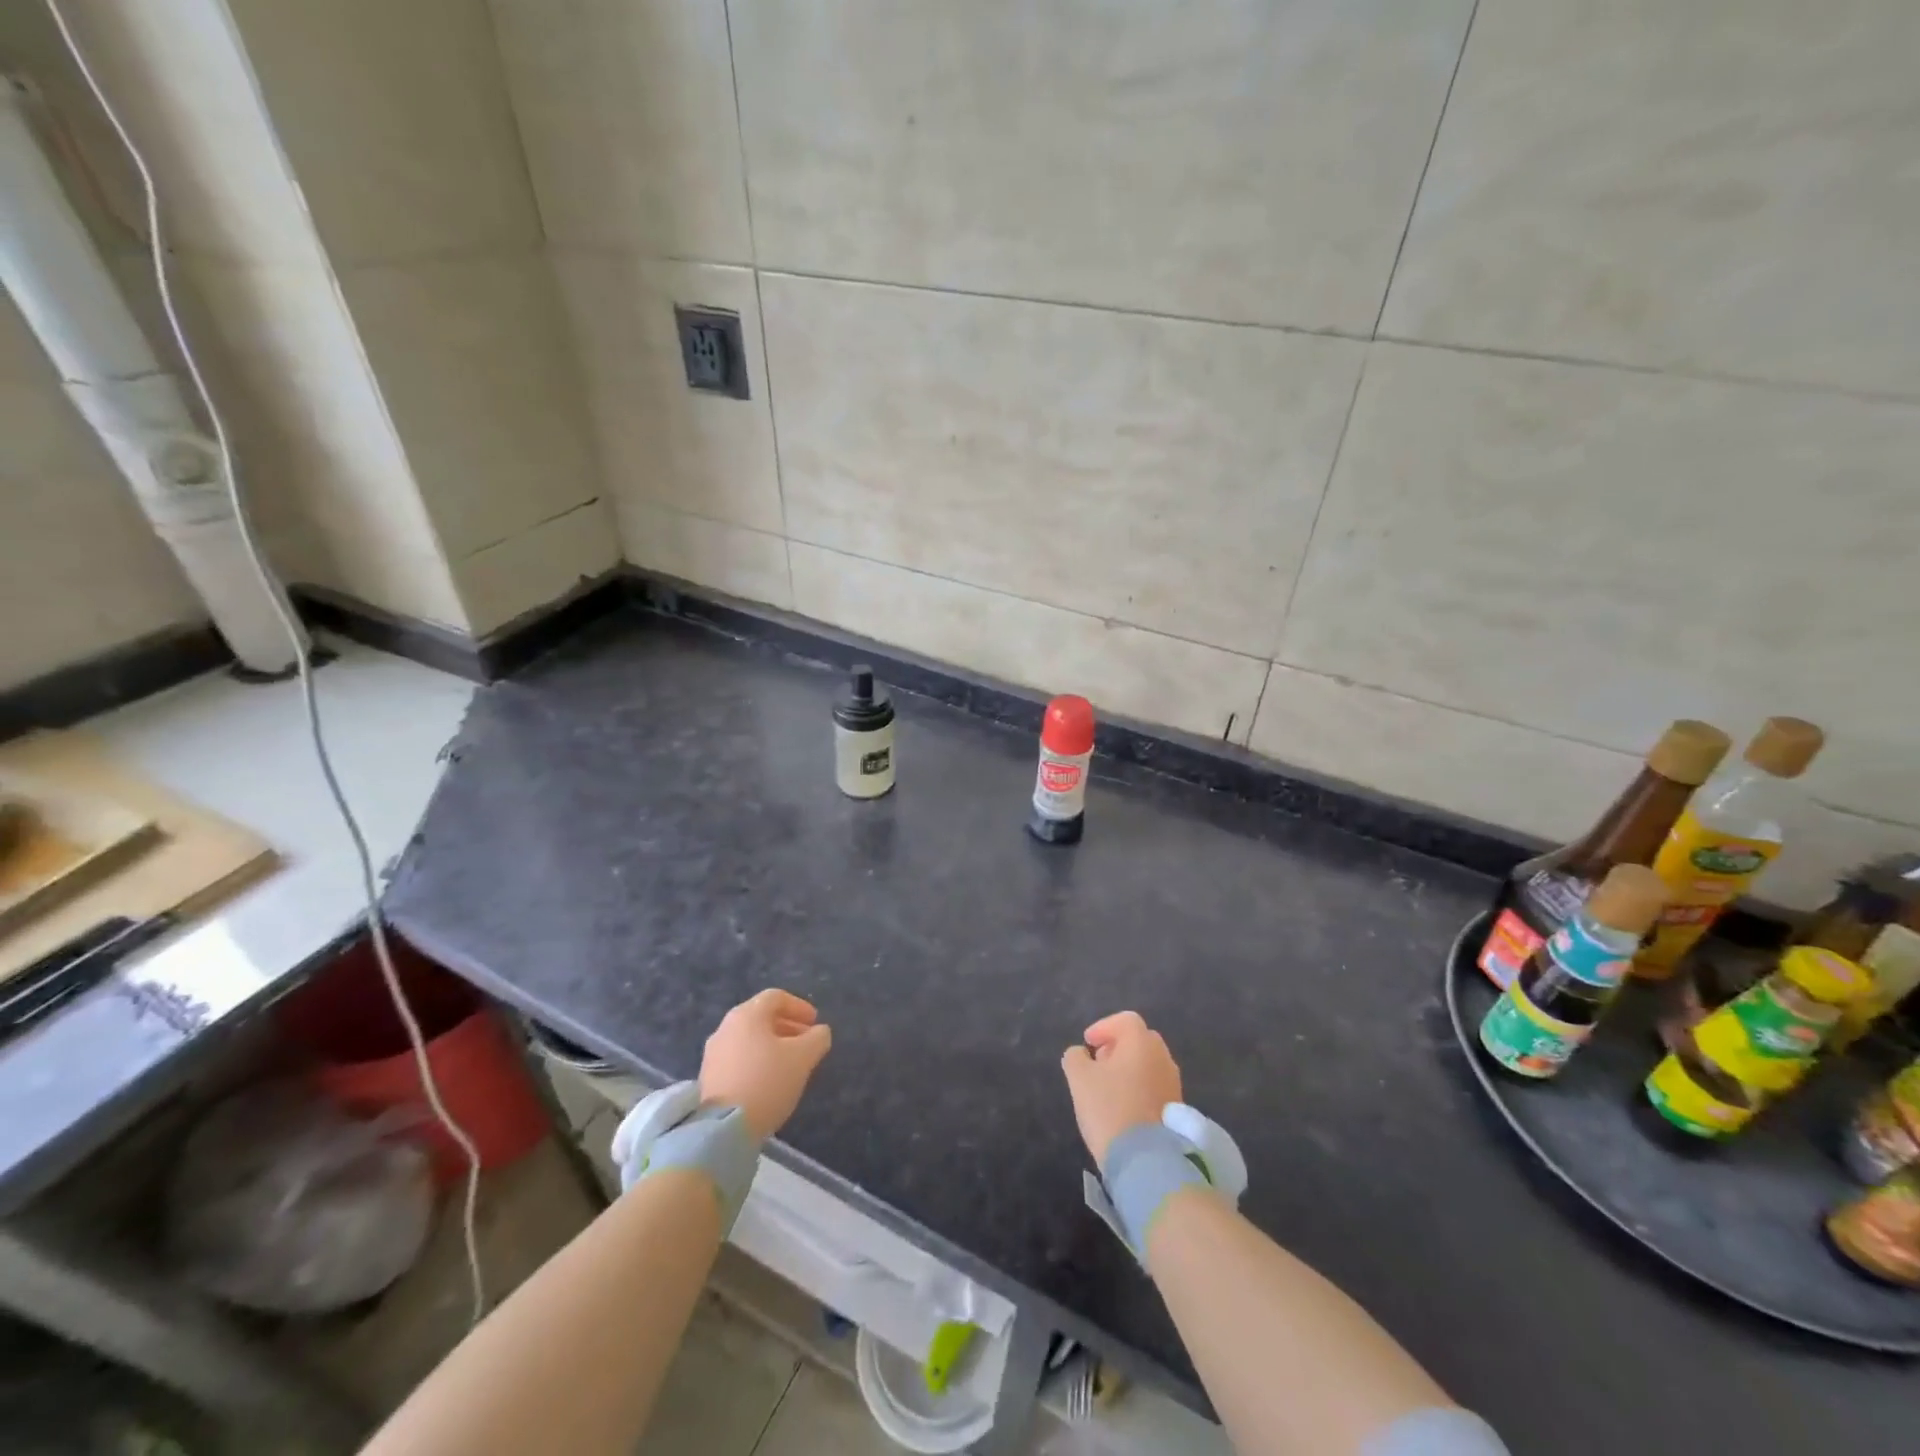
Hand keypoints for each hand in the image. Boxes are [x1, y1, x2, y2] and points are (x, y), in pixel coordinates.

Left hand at [698, 989, 831, 1139]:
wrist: (723, 1129)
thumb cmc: (767, 1081)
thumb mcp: (803, 1058)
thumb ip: (817, 1038)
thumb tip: (819, 1032)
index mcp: (747, 1015)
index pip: (776, 997)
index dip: (799, 1006)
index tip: (815, 1023)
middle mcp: (726, 1027)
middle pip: (761, 1017)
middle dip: (787, 1026)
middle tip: (806, 1043)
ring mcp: (713, 1053)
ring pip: (749, 1039)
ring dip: (772, 1045)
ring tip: (790, 1064)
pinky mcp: (708, 1078)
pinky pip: (738, 1058)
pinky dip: (757, 1061)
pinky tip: (769, 1081)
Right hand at [1061, 1010, 1182, 1169]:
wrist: (1146, 1159)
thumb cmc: (1110, 1108)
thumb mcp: (1079, 1079)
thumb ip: (1075, 1057)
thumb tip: (1080, 1053)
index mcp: (1141, 1042)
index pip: (1125, 1020)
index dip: (1103, 1027)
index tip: (1088, 1043)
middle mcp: (1163, 1057)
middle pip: (1140, 1040)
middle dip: (1117, 1046)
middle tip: (1098, 1061)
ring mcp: (1173, 1083)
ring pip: (1149, 1063)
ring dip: (1129, 1067)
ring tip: (1109, 1086)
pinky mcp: (1176, 1108)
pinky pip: (1155, 1085)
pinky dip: (1139, 1086)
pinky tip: (1124, 1105)